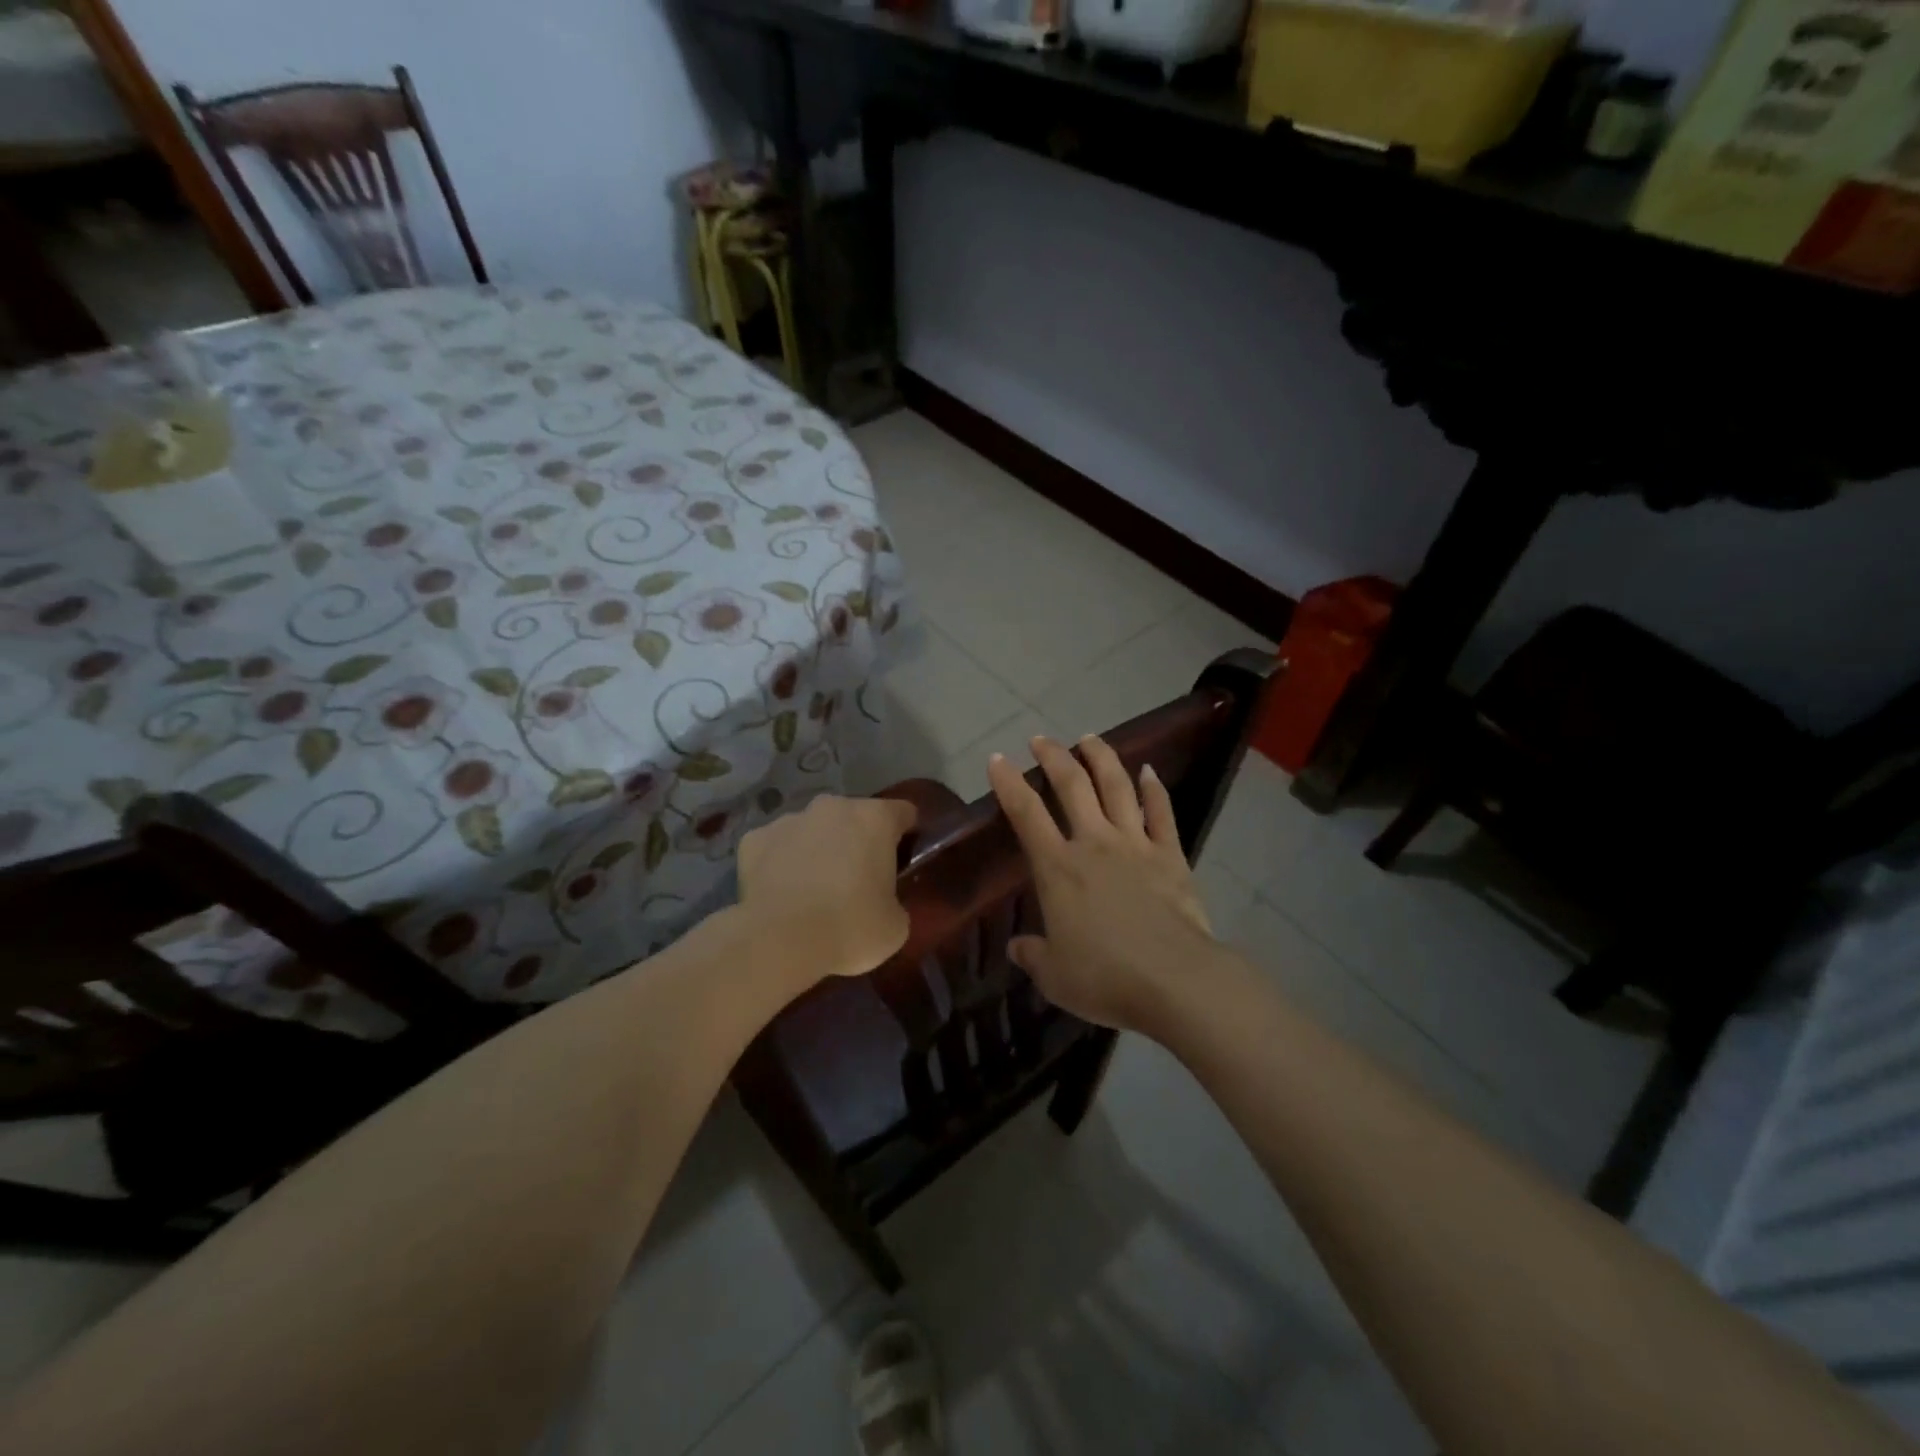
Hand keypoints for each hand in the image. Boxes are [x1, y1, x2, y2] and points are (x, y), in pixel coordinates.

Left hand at [736, 794, 917, 983]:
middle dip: (857, 841)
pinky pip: (775, 846)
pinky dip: (780, 862)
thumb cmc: (850, 927)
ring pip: (812, 829)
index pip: (904, 813)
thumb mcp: (895, 925)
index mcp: (875, 818)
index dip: (907, 834)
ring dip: (818, 849)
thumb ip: (895, 901)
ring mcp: (789, 819)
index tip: (902, 859)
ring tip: (813, 890)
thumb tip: (884, 902)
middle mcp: (833, 807)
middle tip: (857, 880)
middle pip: (854, 817)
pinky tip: (780, 893)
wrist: (779, 941)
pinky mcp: (753, 839)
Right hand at [988, 735, 1218, 1032]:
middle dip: (1054, 757)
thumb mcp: (1055, 976)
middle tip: (1041, 739)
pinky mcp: (1170, 855)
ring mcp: (1135, 844)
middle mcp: (1094, 843)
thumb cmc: (1106, 978)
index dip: (1008, 783)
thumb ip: (1033, 956)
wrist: (1176, 980)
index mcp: (1058, 868)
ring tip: (1089, 739)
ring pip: (1116, 787)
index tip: (997, 759)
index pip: (1026, 814)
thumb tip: (1016, 948)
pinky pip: (1161, 812)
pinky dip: (1154, 789)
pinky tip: (1149, 771)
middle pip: (1072, 785)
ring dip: (1101, 758)